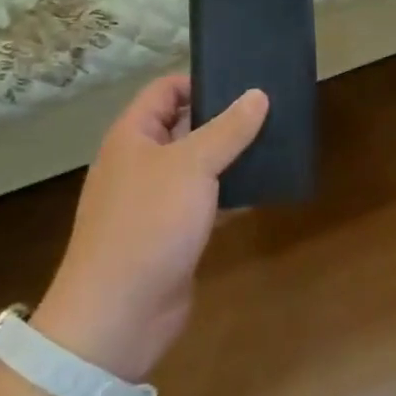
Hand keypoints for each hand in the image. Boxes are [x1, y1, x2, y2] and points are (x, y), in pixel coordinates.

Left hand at [33, 77, 266, 380]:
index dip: (200, 81)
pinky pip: (206, 201)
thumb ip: (228, 130)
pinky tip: (264, 189)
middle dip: (225, 118)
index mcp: (133, 136)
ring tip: (277, 143)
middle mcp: (141, 162)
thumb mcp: (192, 166)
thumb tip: (258, 95)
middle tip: (272, 109)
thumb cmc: (149, 224)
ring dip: (232, 157)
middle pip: (185, 126)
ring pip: (199, 165)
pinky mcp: (172, 233)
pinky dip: (231, 194)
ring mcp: (156, 200)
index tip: (244, 81)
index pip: (165, 90)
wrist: (118, 314)